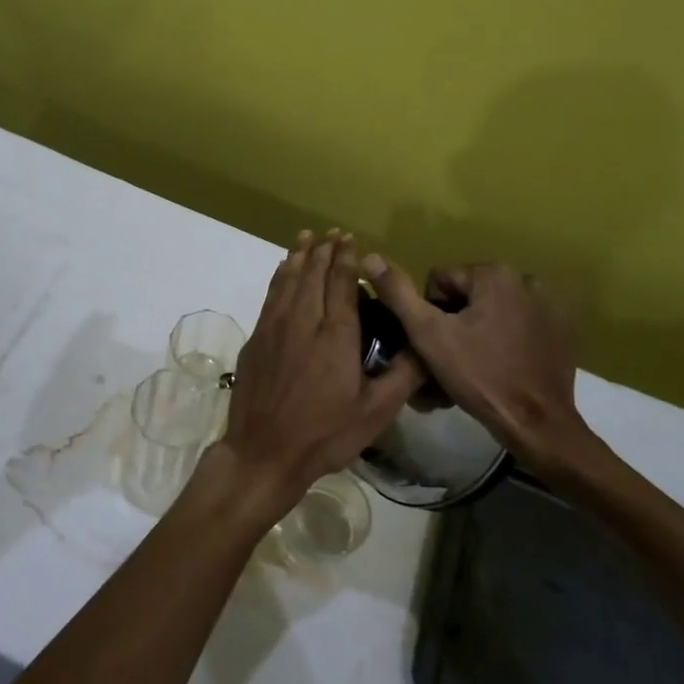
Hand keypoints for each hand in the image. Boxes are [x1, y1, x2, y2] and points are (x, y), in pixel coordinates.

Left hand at [215, 231, 425, 519]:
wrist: (264, 451)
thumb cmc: (325, 434)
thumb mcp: (375, 413)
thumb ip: (403, 375)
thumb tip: (427, 345)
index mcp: (336, 336)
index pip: (341, 284)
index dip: (346, 259)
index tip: (350, 239)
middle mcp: (303, 321)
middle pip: (313, 275)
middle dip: (324, 250)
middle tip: (332, 232)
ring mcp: (274, 327)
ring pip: (288, 280)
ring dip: (298, 256)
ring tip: (306, 237)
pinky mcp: (256, 338)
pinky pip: (270, 295)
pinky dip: (279, 276)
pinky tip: (282, 270)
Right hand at [361, 256, 600, 480]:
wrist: (537, 423)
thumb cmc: (479, 376)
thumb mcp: (428, 334)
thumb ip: (398, 293)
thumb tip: (369, 257)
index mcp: (494, 274)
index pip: (440, 282)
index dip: (430, 313)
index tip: (439, 344)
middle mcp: (526, 279)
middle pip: (467, 295)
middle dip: (456, 321)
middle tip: (454, 357)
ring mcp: (549, 306)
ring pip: (492, 310)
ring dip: (479, 329)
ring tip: (477, 363)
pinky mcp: (562, 331)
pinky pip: (518, 324)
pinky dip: (506, 339)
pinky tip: (502, 365)